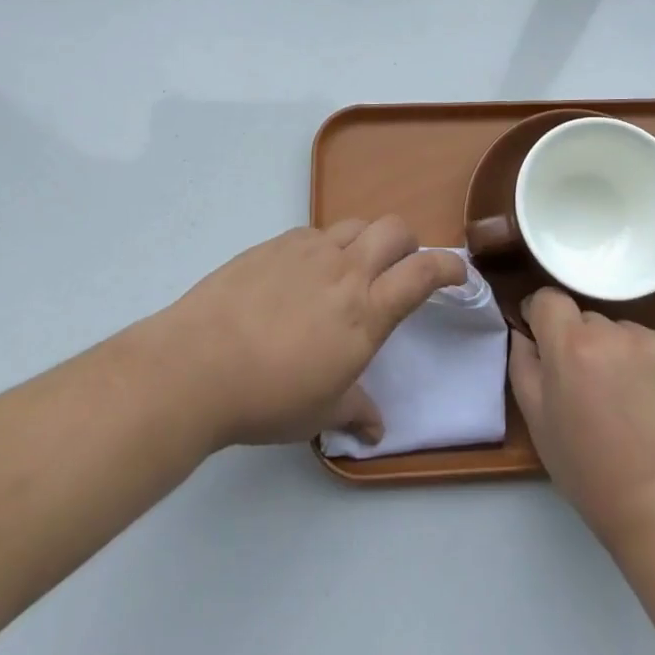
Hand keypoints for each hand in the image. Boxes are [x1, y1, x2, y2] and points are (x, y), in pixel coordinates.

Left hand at [155, 219, 464, 449]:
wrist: (196, 365)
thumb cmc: (268, 398)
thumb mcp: (320, 412)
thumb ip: (355, 411)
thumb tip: (375, 429)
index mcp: (367, 311)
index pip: (423, 273)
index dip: (448, 266)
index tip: (458, 272)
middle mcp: (345, 270)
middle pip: (394, 229)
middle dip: (408, 243)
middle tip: (400, 268)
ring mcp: (308, 251)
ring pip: (354, 224)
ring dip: (365, 240)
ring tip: (350, 268)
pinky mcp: (275, 244)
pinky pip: (314, 233)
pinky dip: (323, 247)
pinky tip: (302, 275)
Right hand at [509, 288, 654, 554]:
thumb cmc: (594, 475)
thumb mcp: (540, 424)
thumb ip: (523, 366)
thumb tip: (524, 332)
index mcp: (572, 346)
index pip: (549, 299)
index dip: (542, 317)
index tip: (545, 342)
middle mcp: (615, 333)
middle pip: (587, 320)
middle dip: (582, 345)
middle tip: (590, 390)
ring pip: (623, 335)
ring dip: (618, 356)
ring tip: (630, 405)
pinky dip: (652, 369)